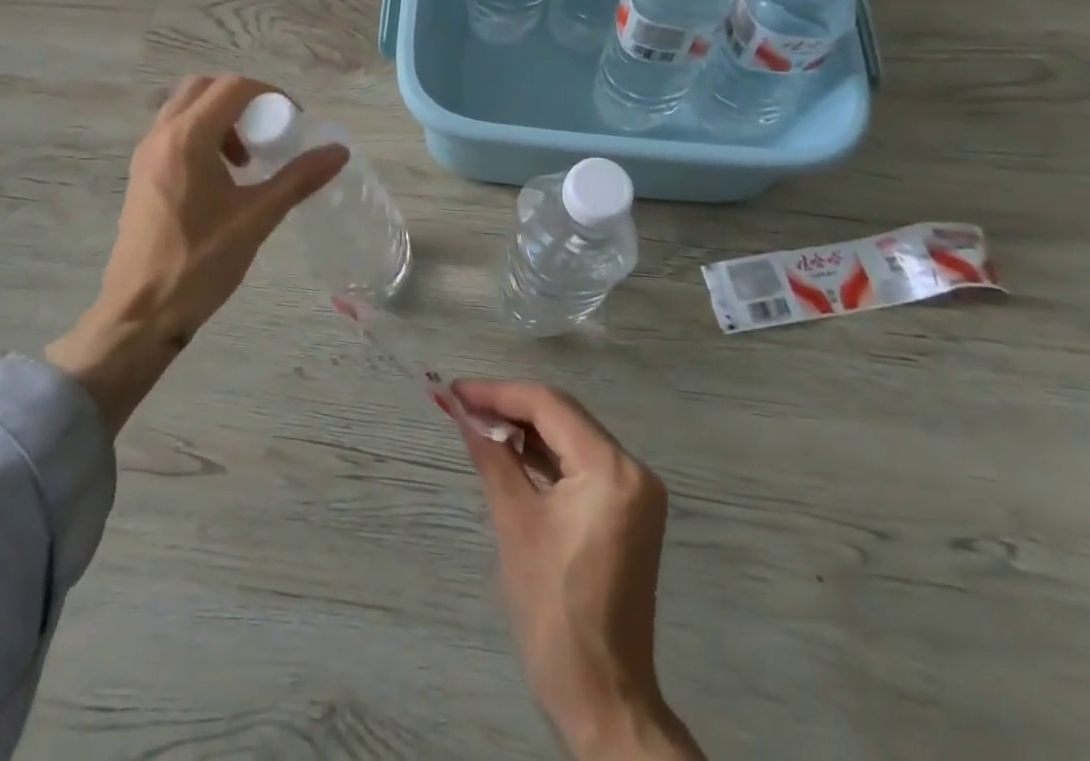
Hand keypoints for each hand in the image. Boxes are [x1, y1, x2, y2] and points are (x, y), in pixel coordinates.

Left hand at [47, 75, 346, 432]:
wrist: (141, 313)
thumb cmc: (200, 263)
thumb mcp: (257, 218)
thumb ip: (299, 178)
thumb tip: (339, 150)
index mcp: (187, 138)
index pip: (233, 88)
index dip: (271, 95)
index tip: (293, 122)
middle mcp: (161, 135)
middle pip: (204, 88)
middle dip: (242, 101)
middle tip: (268, 132)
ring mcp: (145, 154)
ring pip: (185, 109)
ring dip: (220, 118)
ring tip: (246, 160)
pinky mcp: (141, 175)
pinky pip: (173, 133)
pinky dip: (201, 136)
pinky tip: (221, 179)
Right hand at [454, 381, 703, 760]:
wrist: (602, 697)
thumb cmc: (553, 611)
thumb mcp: (515, 523)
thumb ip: (491, 455)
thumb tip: (461, 411)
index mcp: (612, 470)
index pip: (548, 406)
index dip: (498, 392)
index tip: (454, 390)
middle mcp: (632, 469)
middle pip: (562, 416)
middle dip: (509, 406)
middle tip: (460, 403)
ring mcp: (635, 491)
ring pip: (570, 437)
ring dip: (525, 429)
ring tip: (476, 422)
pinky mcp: (627, 510)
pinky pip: (580, 464)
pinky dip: (544, 456)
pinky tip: (509, 451)